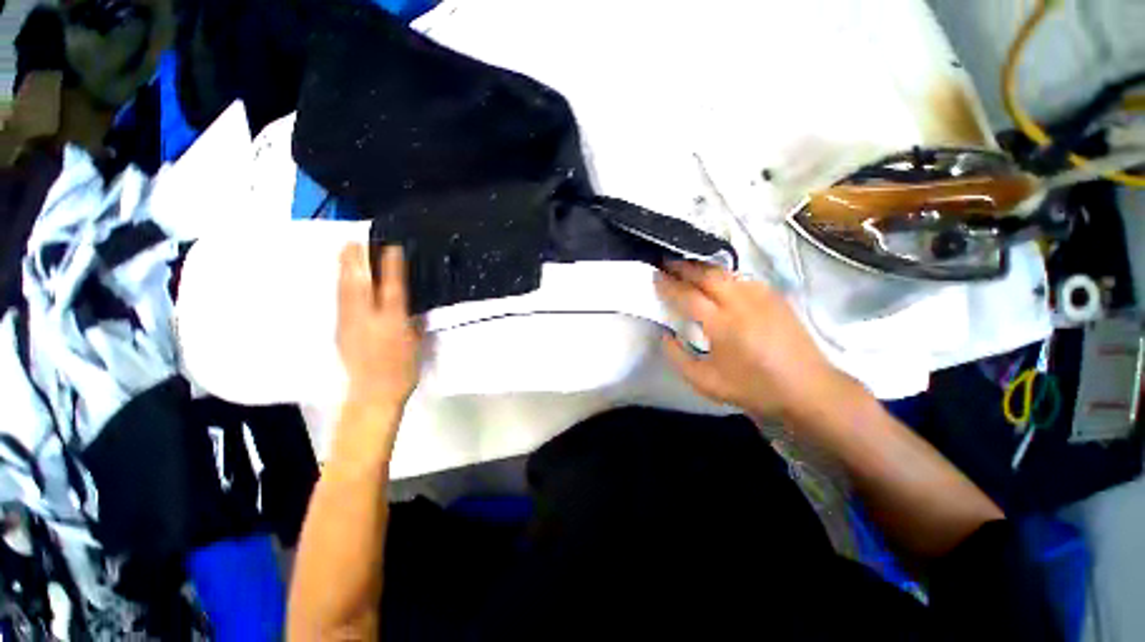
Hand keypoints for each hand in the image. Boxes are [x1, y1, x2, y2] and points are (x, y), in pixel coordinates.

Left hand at [337, 243, 421, 407]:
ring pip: (345, 291)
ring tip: (345, 251)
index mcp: (393, 323)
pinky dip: (342, 286)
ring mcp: (350, 324)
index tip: (391, 247)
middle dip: (357, 261)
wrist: (373, 393)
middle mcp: (369, 319)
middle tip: (355, 241)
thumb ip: (413, 323)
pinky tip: (343, 279)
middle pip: (360, 284)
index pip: (392, 288)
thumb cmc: (403, 370)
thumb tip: (411, 307)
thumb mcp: (417, 344)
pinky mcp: (339, 331)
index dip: (392, 266)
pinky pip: (340, 302)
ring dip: (345, 269)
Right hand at [655, 261, 848, 418]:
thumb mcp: (705, 382)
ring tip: (687, 267)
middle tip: (666, 262)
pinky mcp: (775, 296)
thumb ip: (678, 357)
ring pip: (725, 272)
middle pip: (706, 275)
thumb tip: (665, 334)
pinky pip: (742, 278)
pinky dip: (724, 275)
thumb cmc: (753, 387)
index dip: (669, 284)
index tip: (655, 275)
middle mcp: (741, 303)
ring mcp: (761, 296)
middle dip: (683, 266)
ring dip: (702, 267)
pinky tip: (718, 280)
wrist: (807, 388)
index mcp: (722, 324)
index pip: (688, 295)